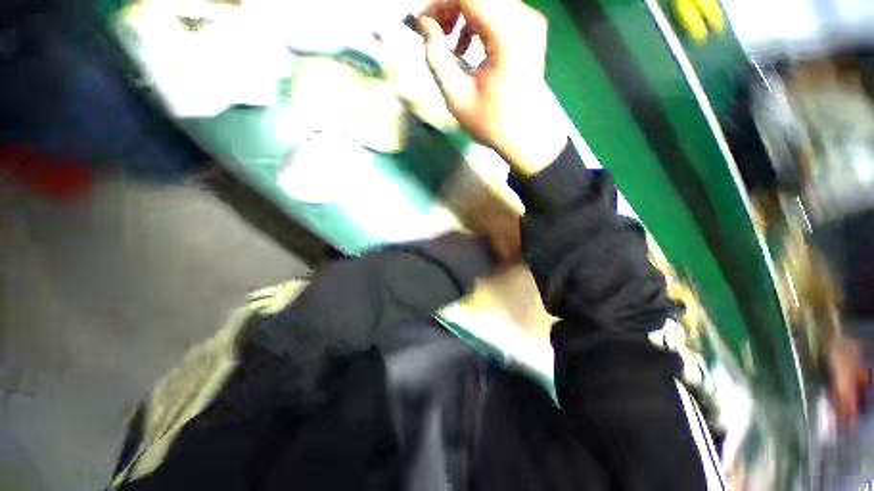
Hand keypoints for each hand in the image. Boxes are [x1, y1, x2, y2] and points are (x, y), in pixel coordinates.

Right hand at [418, 0, 566, 175]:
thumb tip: (425, 25)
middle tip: (435, 32)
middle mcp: (523, 19)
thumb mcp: (456, 96)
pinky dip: (478, 19)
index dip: (438, 3)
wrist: (524, 136)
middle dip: (450, 6)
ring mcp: (530, 22)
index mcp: (506, 35)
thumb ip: (436, 57)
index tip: (423, 24)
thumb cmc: (490, 122)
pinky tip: (468, 44)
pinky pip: (499, 9)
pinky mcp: (531, 29)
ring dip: (463, 12)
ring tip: (450, 41)